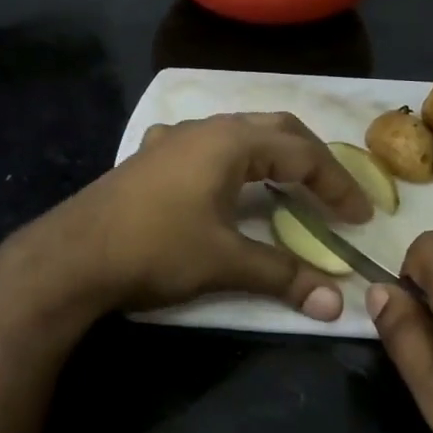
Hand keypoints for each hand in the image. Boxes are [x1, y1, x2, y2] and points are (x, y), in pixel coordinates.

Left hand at [18, 112, 372, 320]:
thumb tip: (337, 303)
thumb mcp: (225, 262)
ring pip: (237, 133)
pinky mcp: (149, 158)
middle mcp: (204, 129)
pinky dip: (232, 160)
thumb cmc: (155, 249)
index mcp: (230, 142)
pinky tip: (221, 181)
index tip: (359, 218)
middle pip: (274, 130)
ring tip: (288, 185)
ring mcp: (172, 139)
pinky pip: (205, 146)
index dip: (337, 185)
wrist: (72, 256)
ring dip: (270, 156)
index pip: (302, 154)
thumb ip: (284, 276)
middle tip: (332, 194)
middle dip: (310, 159)